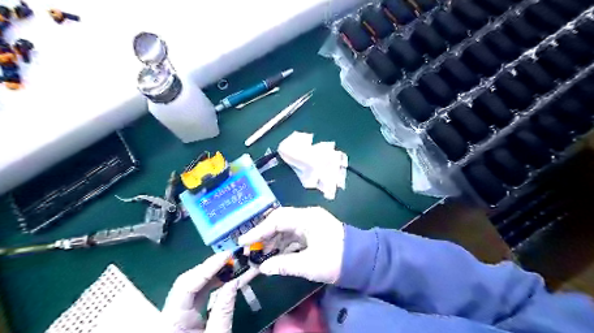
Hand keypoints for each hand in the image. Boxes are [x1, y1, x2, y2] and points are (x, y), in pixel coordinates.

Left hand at [162, 252, 257, 332]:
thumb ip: (223, 311)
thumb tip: (233, 283)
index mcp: (171, 322)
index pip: (186, 285)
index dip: (207, 267)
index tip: (227, 256)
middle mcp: (171, 314)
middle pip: (188, 282)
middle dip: (211, 268)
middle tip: (233, 259)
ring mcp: (177, 316)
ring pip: (194, 287)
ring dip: (214, 275)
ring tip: (233, 267)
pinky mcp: (185, 319)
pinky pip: (199, 296)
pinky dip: (214, 286)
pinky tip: (227, 280)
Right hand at [239, 206, 346, 281]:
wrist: (361, 261)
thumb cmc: (335, 260)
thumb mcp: (308, 264)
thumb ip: (283, 264)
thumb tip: (263, 268)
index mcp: (306, 218)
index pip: (277, 219)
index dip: (259, 231)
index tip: (243, 241)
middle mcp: (307, 216)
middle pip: (280, 221)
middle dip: (264, 235)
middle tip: (250, 249)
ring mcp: (311, 223)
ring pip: (286, 228)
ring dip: (273, 240)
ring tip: (260, 254)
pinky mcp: (313, 232)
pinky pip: (293, 235)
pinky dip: (283, 244)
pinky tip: (275, 254)